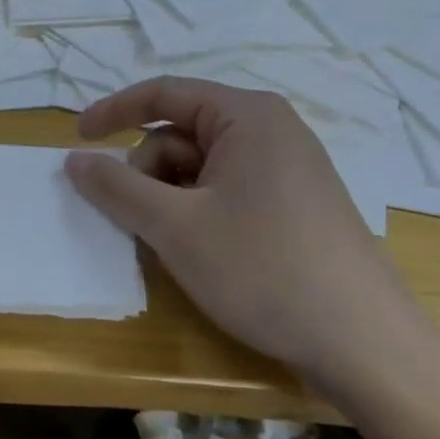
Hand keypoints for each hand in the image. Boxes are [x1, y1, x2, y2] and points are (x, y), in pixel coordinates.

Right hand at [64, 77, 420, 388]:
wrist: (365, 345)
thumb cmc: (263, 268)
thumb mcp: (174, 226)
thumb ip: (115, 187)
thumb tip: (74, 160)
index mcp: (247, 115)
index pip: (163, 94)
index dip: (112, 112)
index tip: (76, 141)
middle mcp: (270, 130)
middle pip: (180, 134)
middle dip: (147, 173)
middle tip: (138, 221)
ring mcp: (287, 169)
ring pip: (200, 167)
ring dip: (170, 198)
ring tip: (171, 244)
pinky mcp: (295, 204)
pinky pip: (226, 190)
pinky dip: (197, 212)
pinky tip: (199, 251)